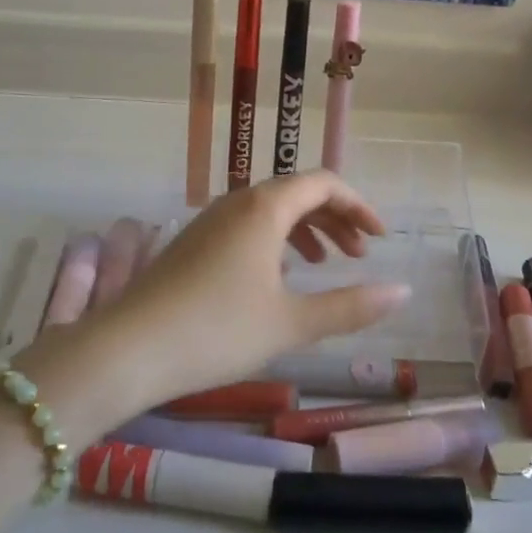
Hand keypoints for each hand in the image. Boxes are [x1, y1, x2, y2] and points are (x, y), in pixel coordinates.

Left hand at [18, 173, 409, 439]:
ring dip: (305, 230)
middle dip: (335, 219)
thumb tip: (403, 292)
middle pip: (297, 192)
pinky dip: (275, 240)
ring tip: (324, 264)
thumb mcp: (291, 322)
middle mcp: (238, 201)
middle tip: (358, 255)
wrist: (128, 348)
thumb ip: (350, 306)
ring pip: (270, 210)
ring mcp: (210, 220)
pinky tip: (278, 277)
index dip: (358, 206)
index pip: (323, 183)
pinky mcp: (192, 242)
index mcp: (265, 207)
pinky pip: (246, 225)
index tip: (379, 238)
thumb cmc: (217, 330)